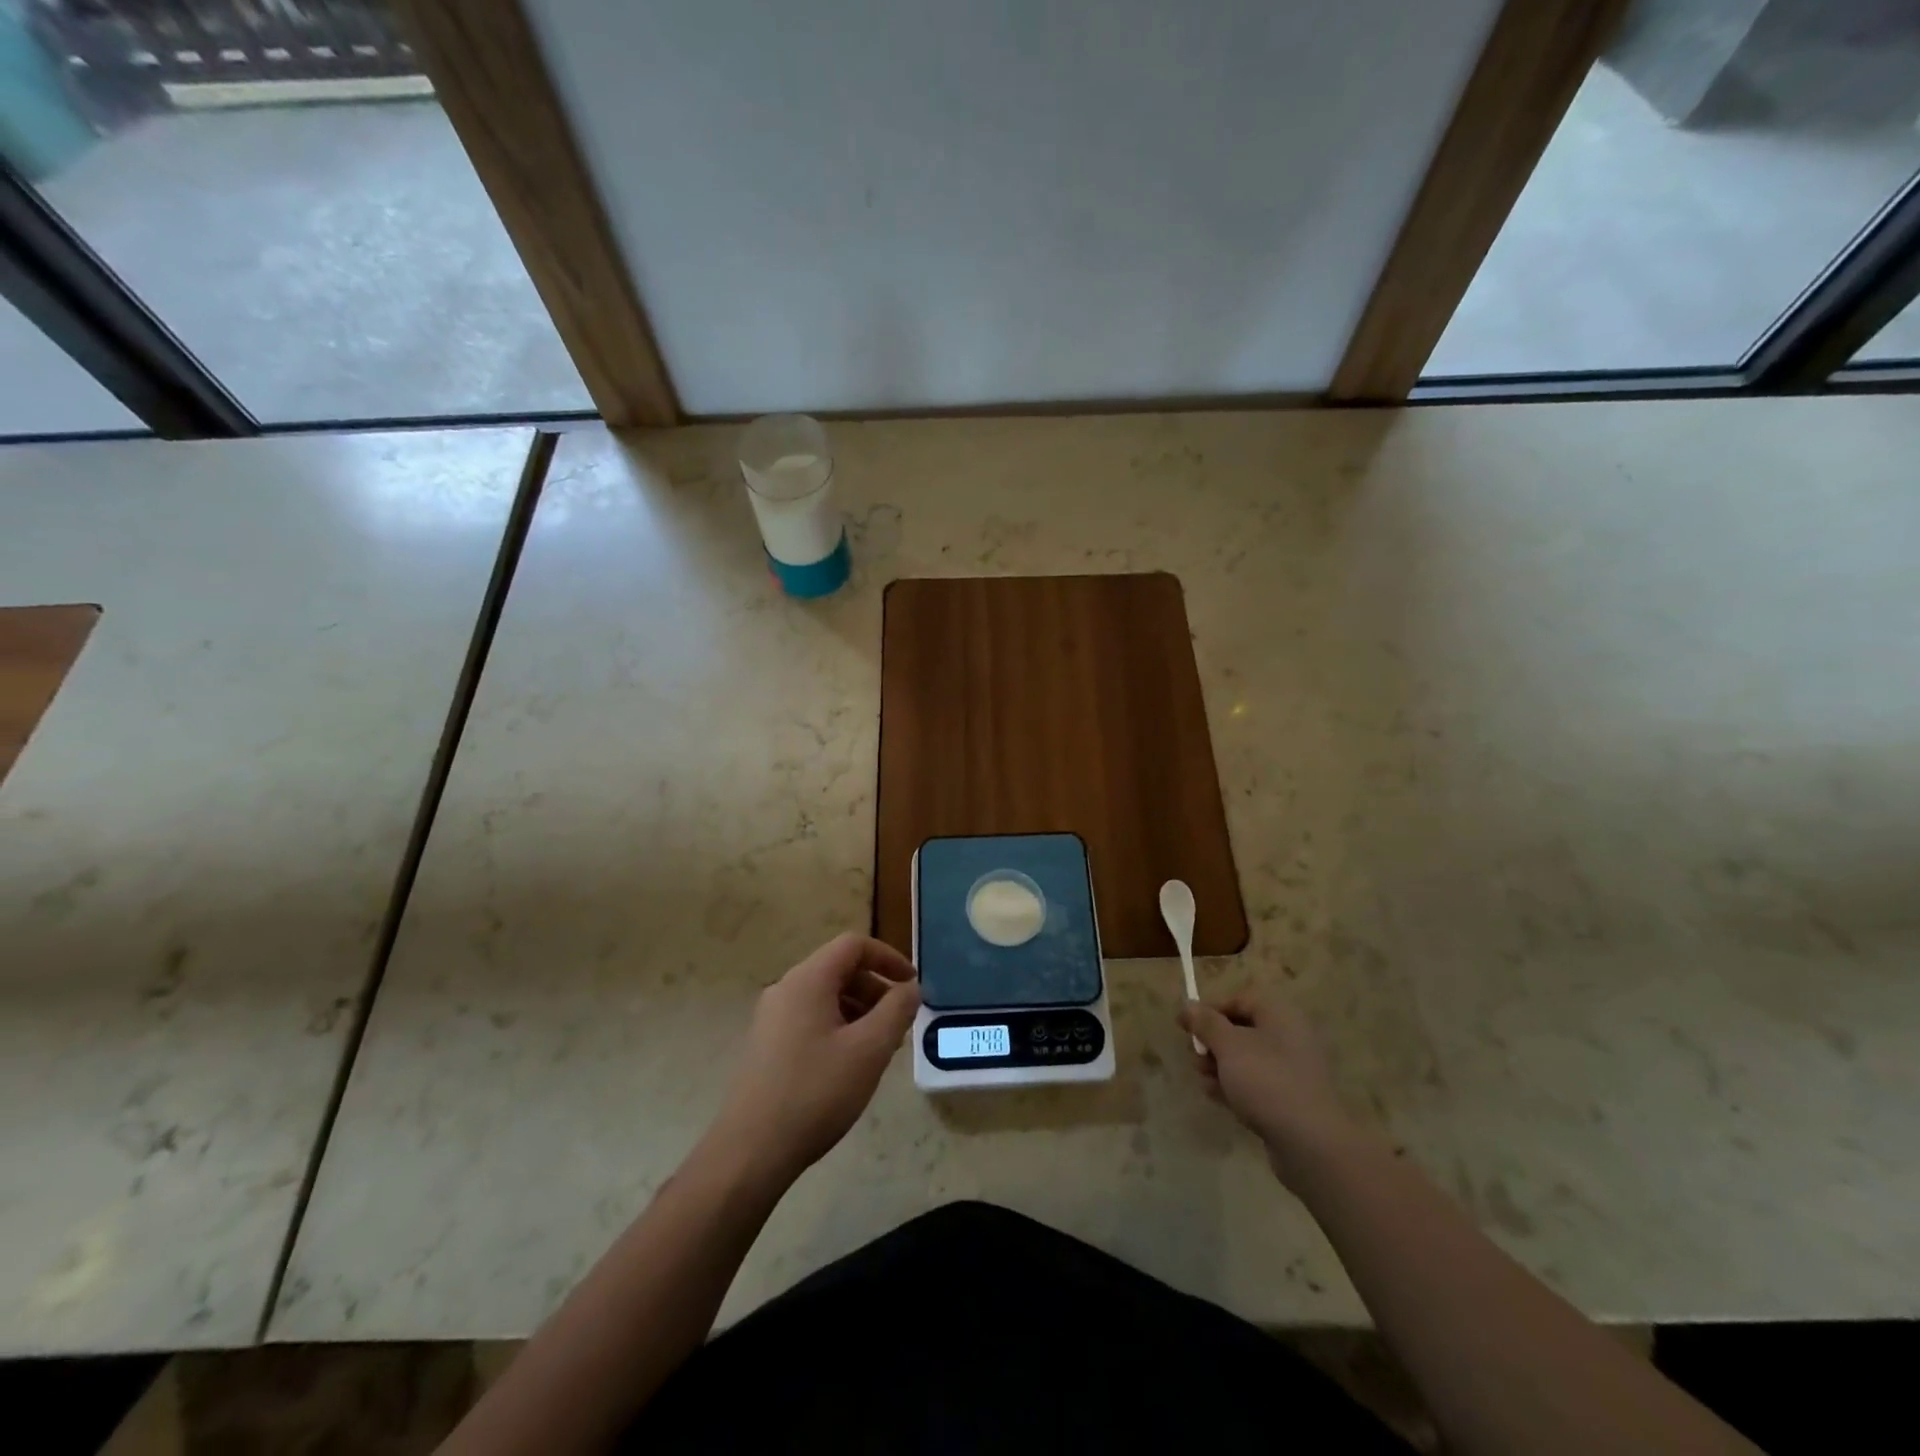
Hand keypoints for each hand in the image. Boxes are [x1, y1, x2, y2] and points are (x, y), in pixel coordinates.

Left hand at [710, 934, 920, 1184]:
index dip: (889, 958)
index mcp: (808, 980)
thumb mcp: (870, 1049)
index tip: (912, 986)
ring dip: (859, 1012)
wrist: (750, 1152)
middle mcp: (785, 989)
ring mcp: (771, 1018)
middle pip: (839, 970)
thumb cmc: (816, 1092)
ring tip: (879, 1050)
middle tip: (899, 1025)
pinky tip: (849, 1066)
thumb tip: (910, 987)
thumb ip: (897, 1010)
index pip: (854, 945)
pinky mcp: (766, 1045)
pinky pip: (810, 1019)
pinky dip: (838, 1028)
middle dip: (875, 990)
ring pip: (825, 997)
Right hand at [1178, 992, 1359, 1184]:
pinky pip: (1255, 1083)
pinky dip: (1234, 1086)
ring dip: (1219, 1065)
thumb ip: (1206, 1023)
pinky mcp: (1289, 1099)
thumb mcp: (1228, 1046)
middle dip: (1212, 1041)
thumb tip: (1187, 1005)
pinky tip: (1215, 1096)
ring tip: (1203, 1079)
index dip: (1210, 1009)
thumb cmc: (1267, 1081)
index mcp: (1280, 1015)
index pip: (1239, 999)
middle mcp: (1289, 1037)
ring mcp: (1291, 1070)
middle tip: (1194, 1055)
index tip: (1185, 1026)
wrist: (1311, 1144)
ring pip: (1246, 1059)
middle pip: (1241, 1029)